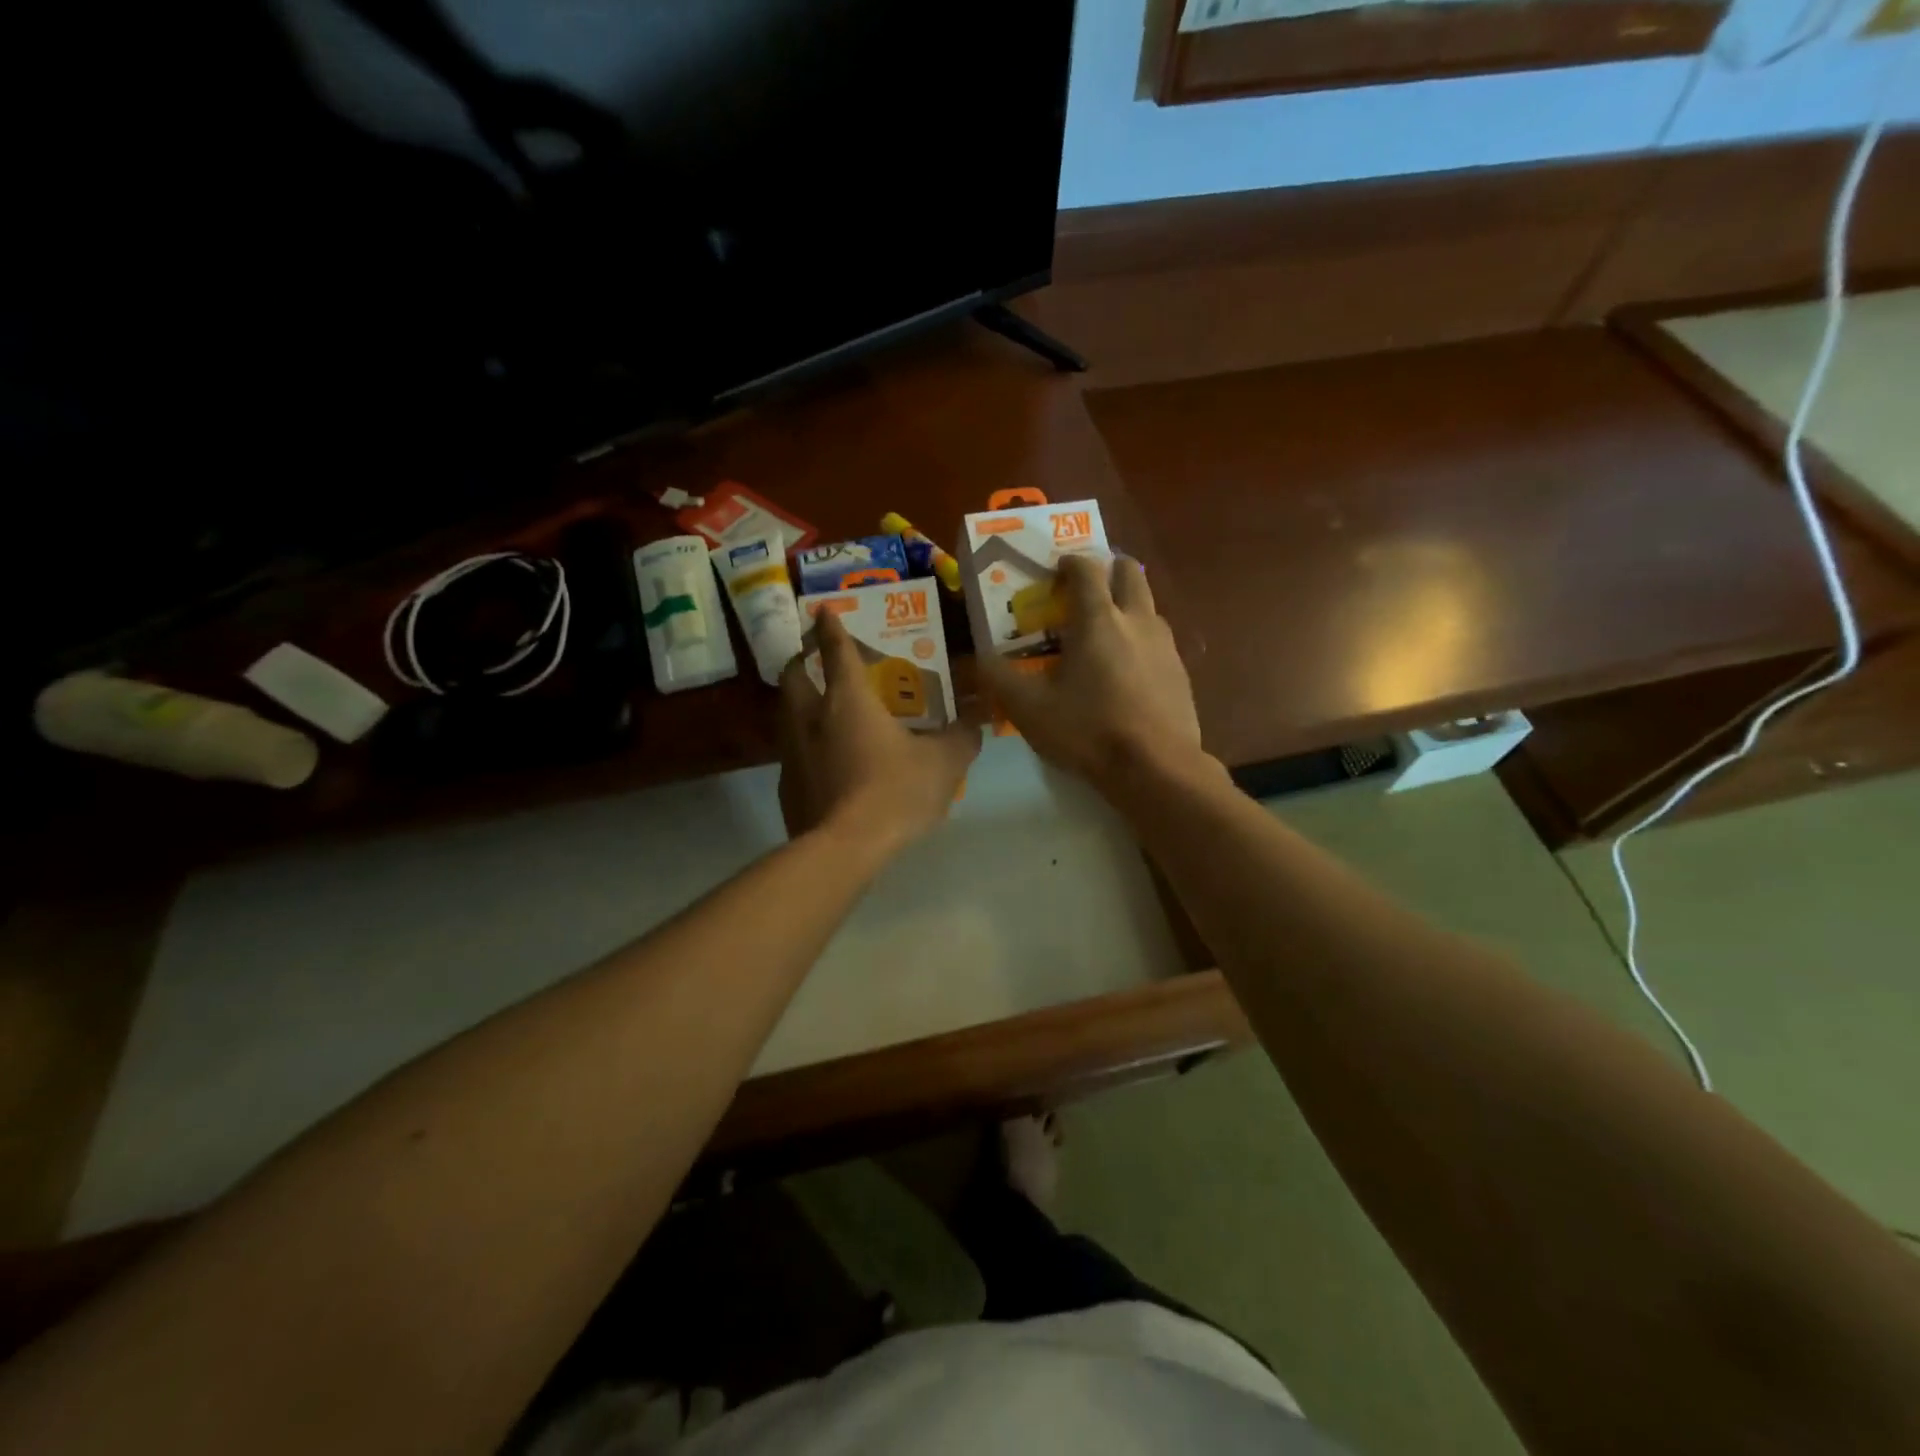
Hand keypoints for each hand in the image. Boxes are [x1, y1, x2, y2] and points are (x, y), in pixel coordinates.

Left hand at [776, 608, 980, 850]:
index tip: (822, 611)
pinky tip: (826, 764)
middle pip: (794, 677)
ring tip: (823, 712)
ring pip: (787, 715)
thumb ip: (961, 737)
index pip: (836, 651)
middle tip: (815, 662)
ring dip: (801, 705)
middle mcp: (810, 718)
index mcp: (847, 701)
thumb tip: (974, 721)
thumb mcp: (943, 763)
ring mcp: (792, 753)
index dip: (830, 628)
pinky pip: (793, 754)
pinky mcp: (787, 787)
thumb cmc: (895, 792)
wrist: (845, 848)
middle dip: (801, 662)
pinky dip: (806, 747)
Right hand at [979, 554, 1202, 790]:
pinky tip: (1126, 674)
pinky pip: (1158, 641)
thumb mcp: (1030, 709)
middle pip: (1129, 572)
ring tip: (1103, 636)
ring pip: (1147, 606)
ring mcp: (1165, 645)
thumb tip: (980, 658)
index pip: (1086, 569)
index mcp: (1098, 619)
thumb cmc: (1088, 730)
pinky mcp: (1181, 672)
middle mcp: (1137, 620)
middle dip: (1107, 571)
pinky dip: (1140, 642)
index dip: (1070, 563)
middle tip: (1085, 593)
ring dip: (1126, 606)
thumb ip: (1000, 678)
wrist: (1156, 767)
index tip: (1056, 570)